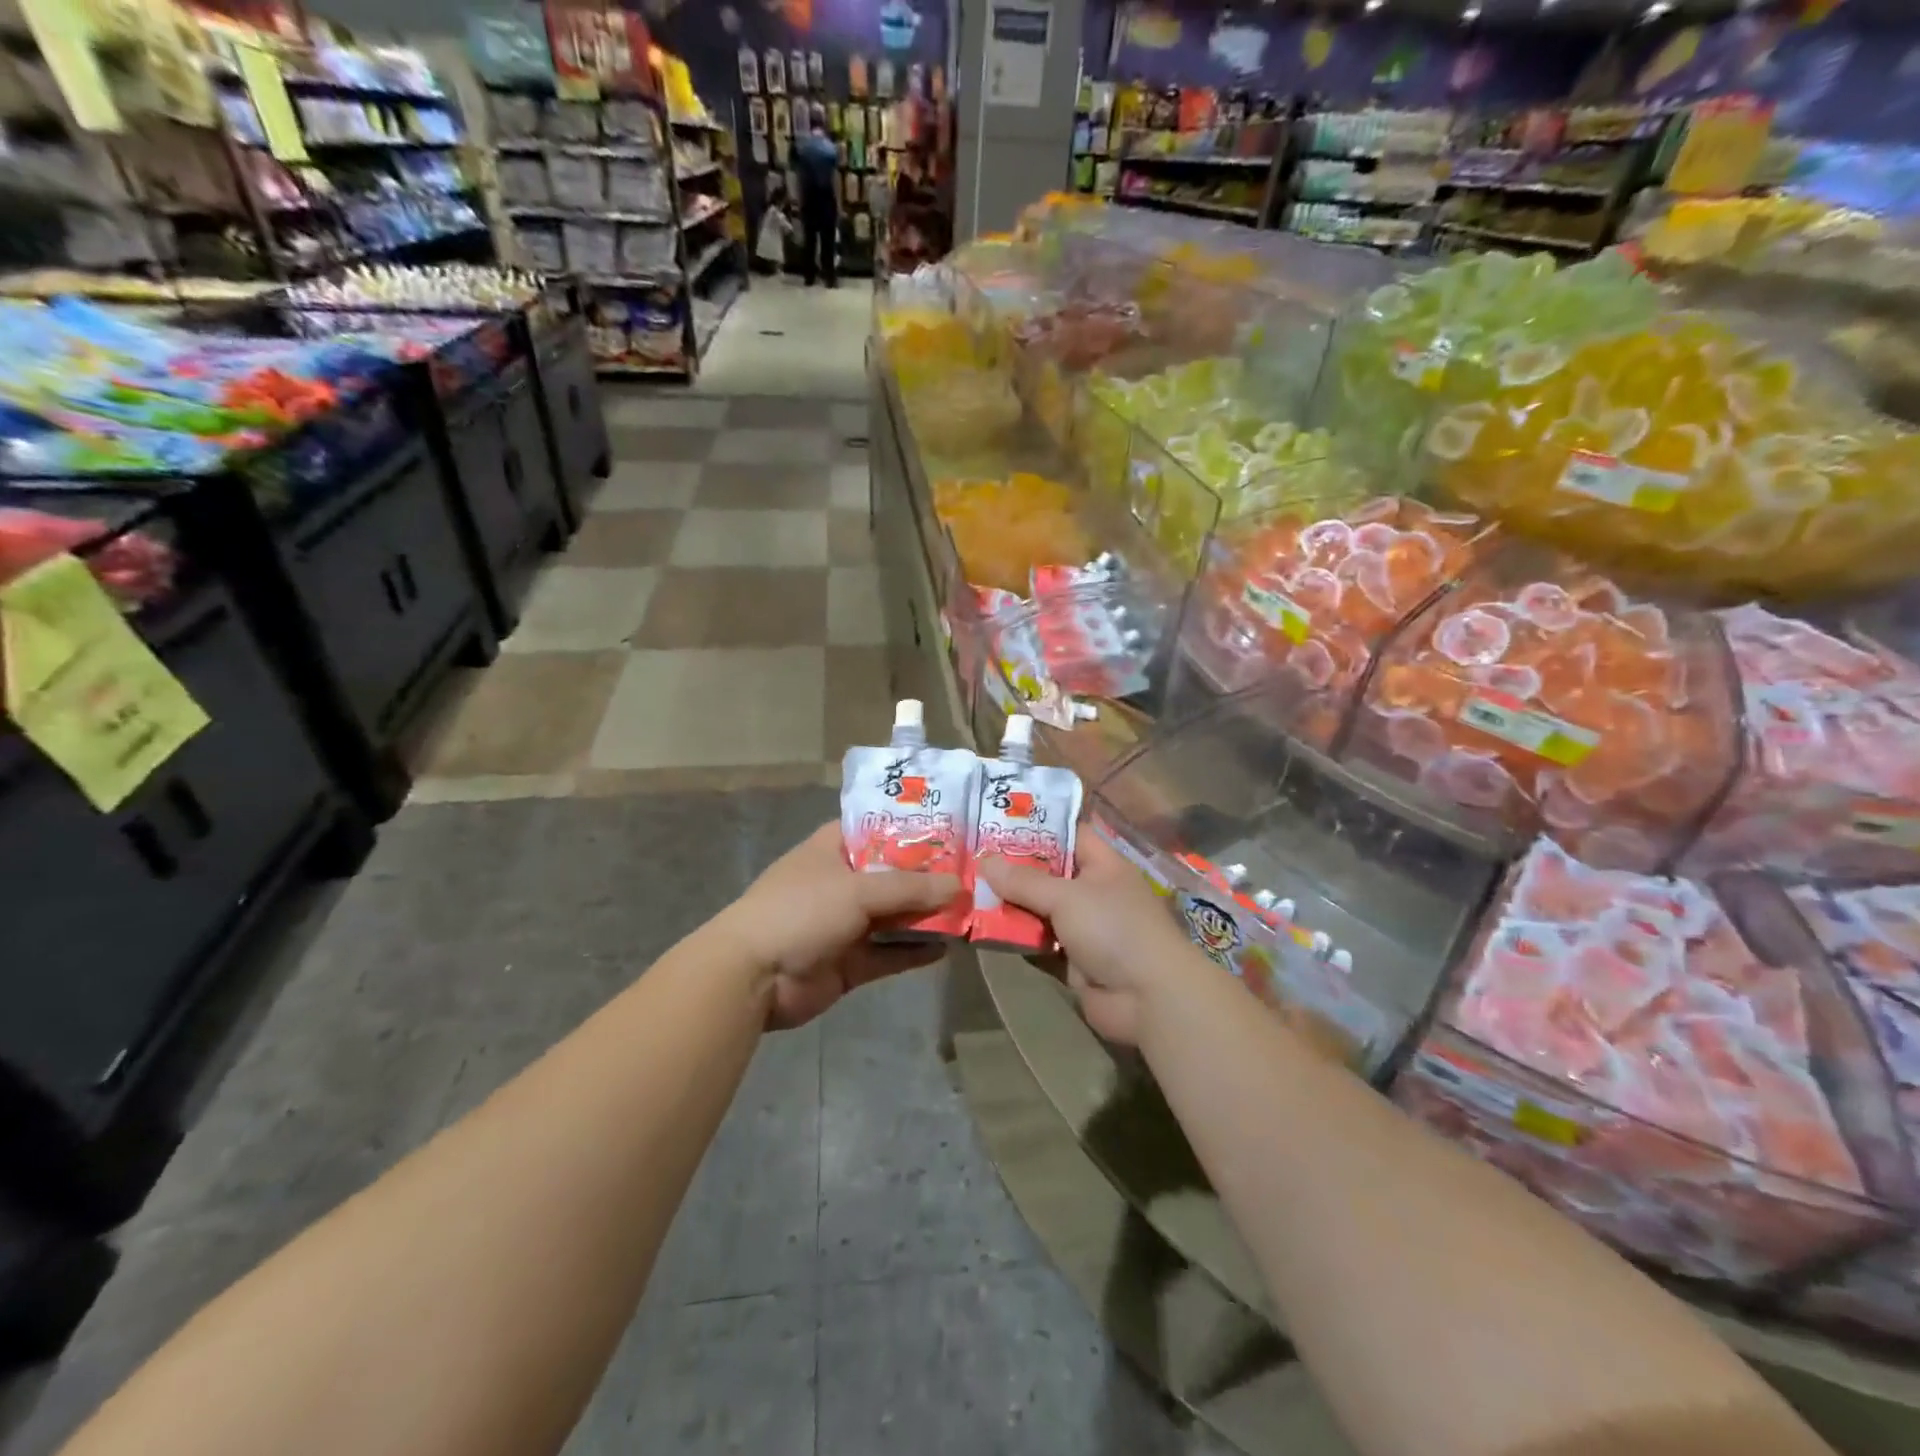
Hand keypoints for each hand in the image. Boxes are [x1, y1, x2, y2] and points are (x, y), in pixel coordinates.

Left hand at [716, 823, 959, 1030]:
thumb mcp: (858, 890)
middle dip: (930, 877)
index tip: (956, 829)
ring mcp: (845, 923)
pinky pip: (889, 953)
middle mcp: (841, 882)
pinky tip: (947, 948)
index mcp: (833, 849)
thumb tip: (959, 886)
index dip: (914, 828)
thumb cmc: (801, 911)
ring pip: (894, 916)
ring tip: (971, 911)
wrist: (753, 978)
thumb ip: (910, 888)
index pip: (878, 828)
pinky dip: (914, 951)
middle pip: (893, 875)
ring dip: (926, 916)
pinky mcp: (849, 961)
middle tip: (976, 874)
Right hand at [979, 831, 1205, 1046]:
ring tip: (967, 892)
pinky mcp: (1073, 961)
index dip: (1037, 826)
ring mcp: (1084, 928)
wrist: (1148, 998)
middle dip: (1012, 869)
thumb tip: (984, 862)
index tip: (997, 821)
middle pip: (1048, 874)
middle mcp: (1093, 892)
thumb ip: (1024, 880)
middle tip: (970, 858)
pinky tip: (982, 931)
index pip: (1069, 834)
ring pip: (1040, 910)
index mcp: (1103, 865)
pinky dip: (1016, 939)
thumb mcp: (1067, 896)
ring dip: (1010, 906)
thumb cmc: (1114, 929)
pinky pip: (1038, 943)